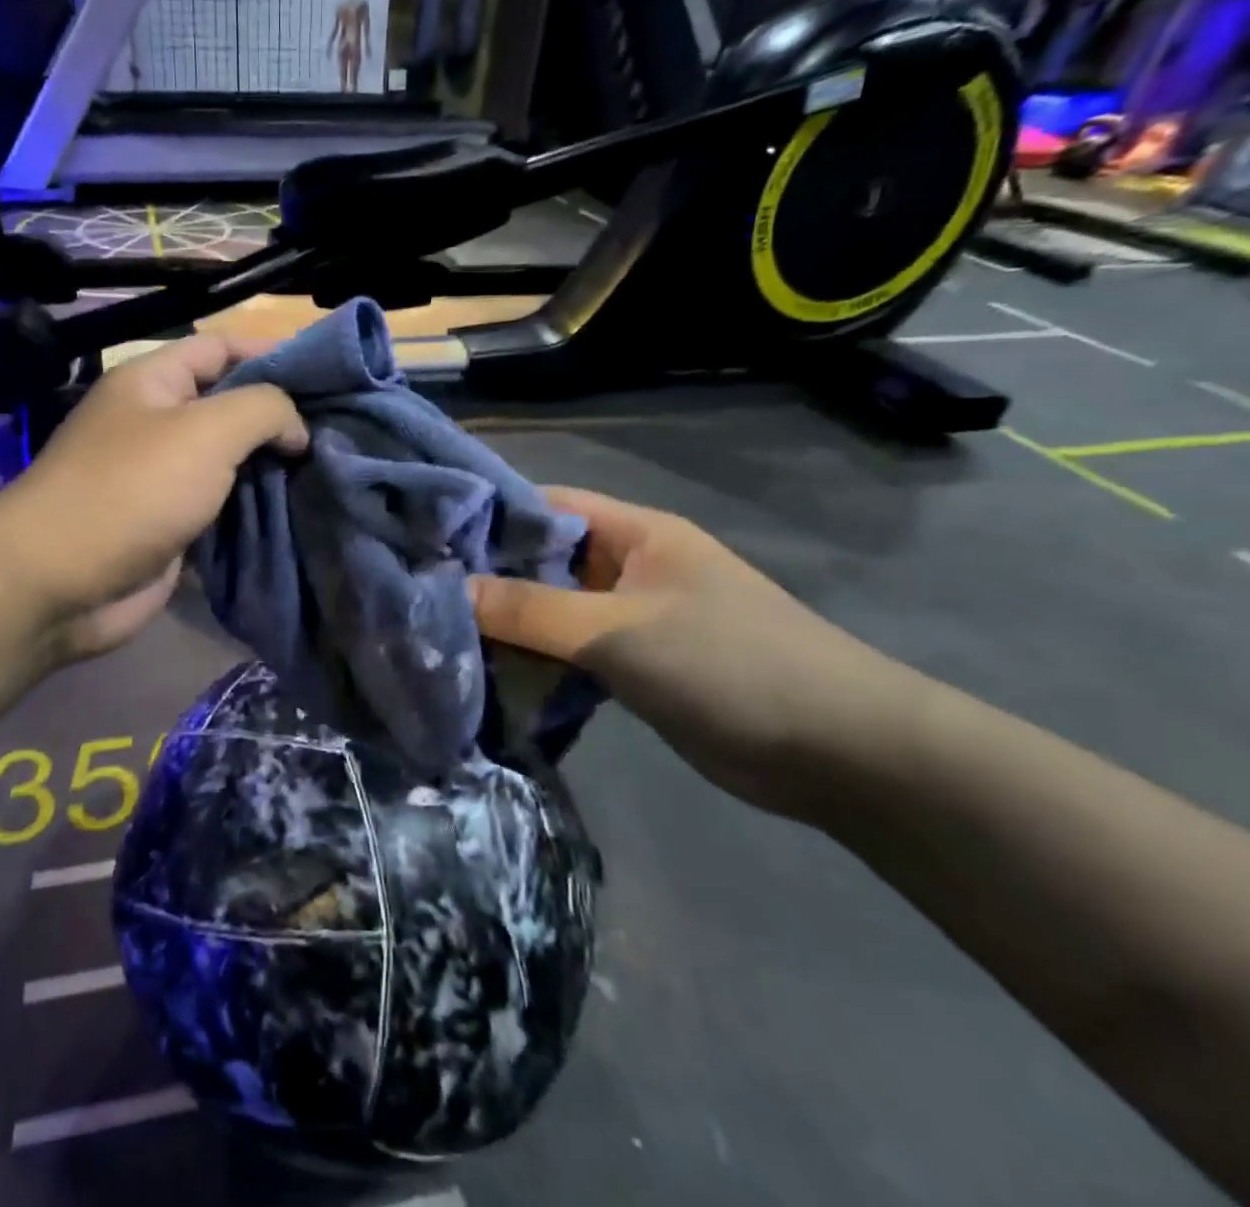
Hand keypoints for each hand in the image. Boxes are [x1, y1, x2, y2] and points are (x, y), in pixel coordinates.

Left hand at [0, 334, 307, 662]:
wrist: (62, 583)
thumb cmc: (133, 489)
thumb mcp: (207, 431)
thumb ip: (263, 409)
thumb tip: (296, 428)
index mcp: (153, 381)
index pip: (220, 348)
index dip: (271, 352)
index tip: (327, 373)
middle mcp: (156, 423)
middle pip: (229, 406)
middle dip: (280, 417)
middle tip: (339, 428)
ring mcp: (162, 478)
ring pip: (230, 462)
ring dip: (273, 467)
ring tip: (331, 468)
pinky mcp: (171, 526)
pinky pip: (222, 507)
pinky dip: (256, 508)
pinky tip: (299, 508)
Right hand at [468, 487, 924, 818]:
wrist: (837, 752)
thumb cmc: (728, 663)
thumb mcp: (618, 631)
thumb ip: (530, 611)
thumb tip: (448, 591)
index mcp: (634, 533)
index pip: (545, 505)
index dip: (488, 515)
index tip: (425, 536)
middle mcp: (629, 566)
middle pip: (544, 559)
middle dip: (488, 576)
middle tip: (419, 593)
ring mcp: (632, 618)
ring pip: (554, 610)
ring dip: (509, 624)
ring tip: (440, 636)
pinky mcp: (636, 666)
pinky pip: (571, 652)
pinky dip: (536, 662)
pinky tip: (489, 676)